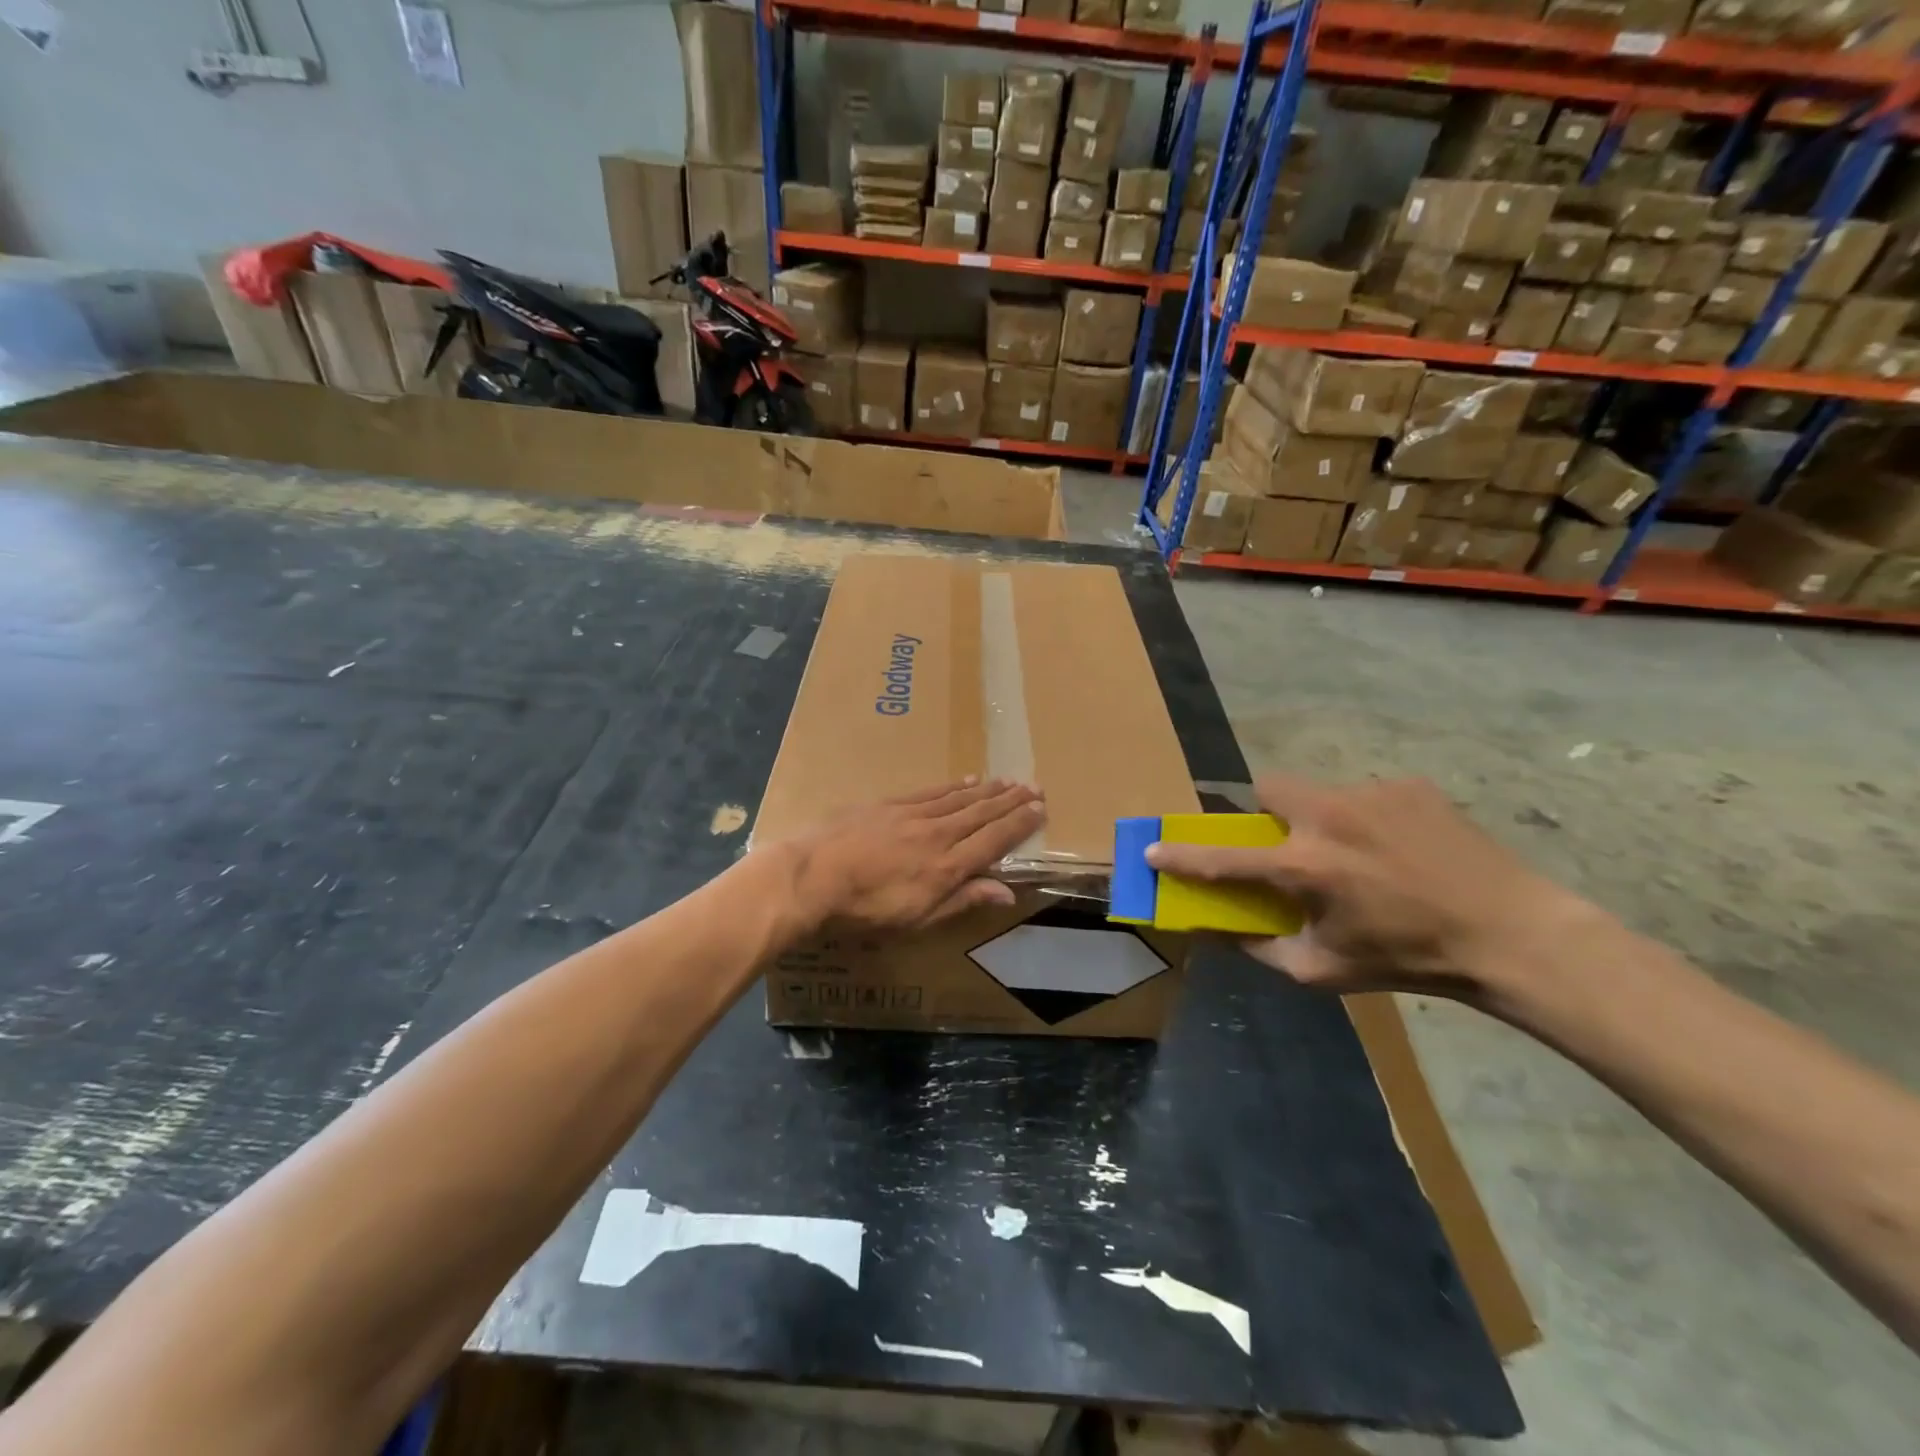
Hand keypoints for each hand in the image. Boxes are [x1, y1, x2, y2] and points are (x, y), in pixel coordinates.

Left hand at [780, 778, 1045, 933]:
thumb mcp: (917, 919)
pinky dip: (952, 785)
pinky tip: (965, 780)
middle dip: (1010, 801)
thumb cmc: (864, 911)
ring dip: (987, 790)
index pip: (994, 840)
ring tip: (1008, 781)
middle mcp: (937, 834)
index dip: (1020, 824)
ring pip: (959, 798)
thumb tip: (1006, 890)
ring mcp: (912, 815)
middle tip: (1035, 786)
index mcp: (947, 867)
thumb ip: (962, 900)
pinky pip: (930, 791)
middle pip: (981, 814)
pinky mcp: (888, 804)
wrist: (811, 877)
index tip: (1040, 809)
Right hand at [1145, 775, 1594, 999]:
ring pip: (1320, 792)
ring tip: (1360, 856)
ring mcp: (1371, 794)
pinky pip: (1366, 795)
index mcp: (1304, 867)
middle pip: (1266, 787)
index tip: (1152, 849)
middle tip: (1287, 844)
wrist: (1510, 934)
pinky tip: (1401, 851)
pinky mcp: (1409, 786)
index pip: (1222, 857)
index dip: (1180, 855)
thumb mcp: (1324, 971)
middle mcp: (1328, 818)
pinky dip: (1367, 820)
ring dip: (1321, 820)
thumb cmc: (1408, 960)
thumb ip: (1261, 949)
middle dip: (1264, 811)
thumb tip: (1220, 931)